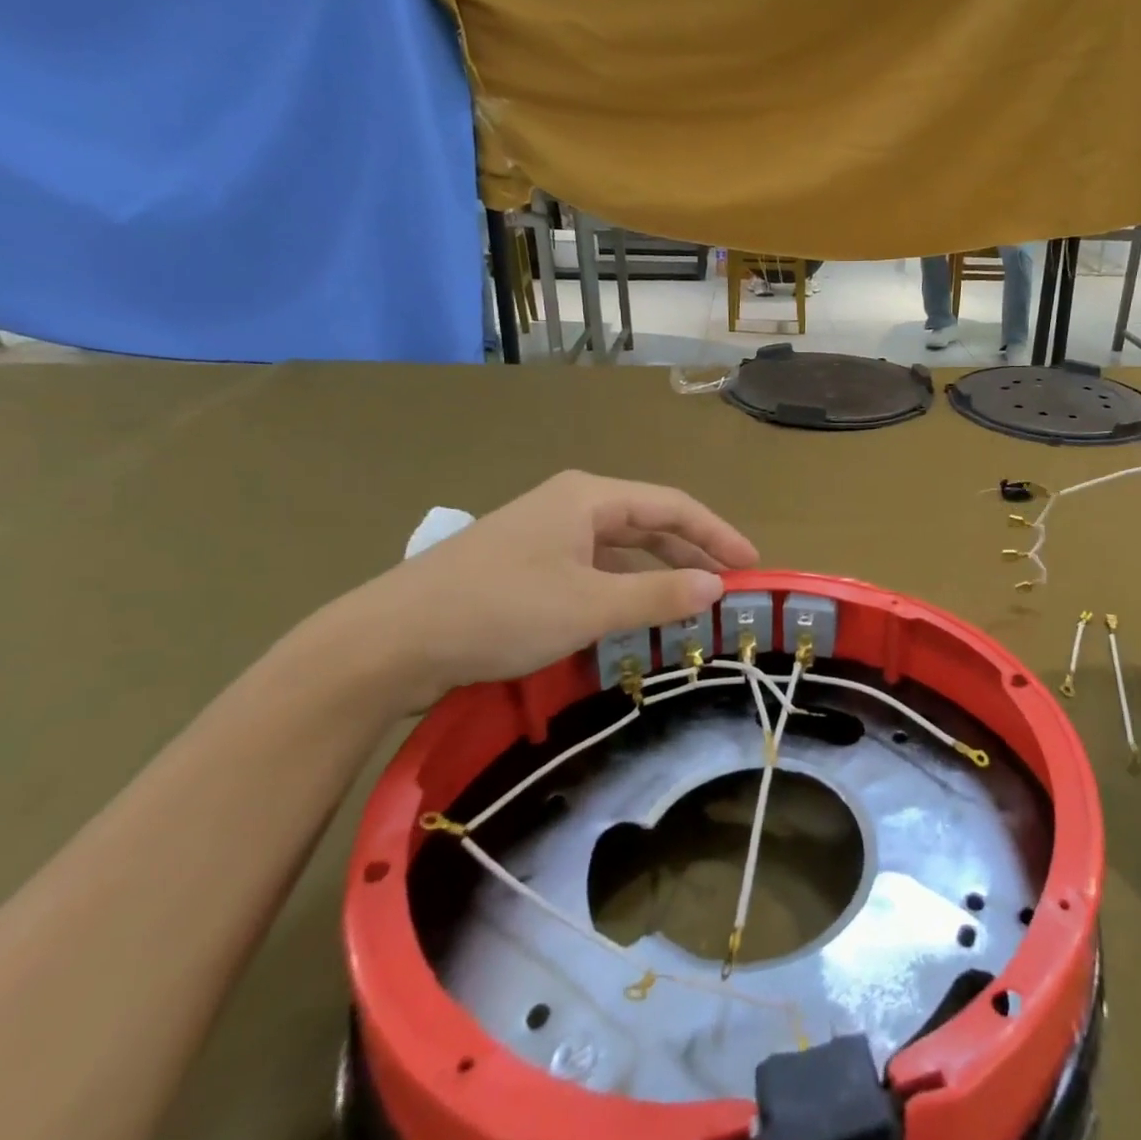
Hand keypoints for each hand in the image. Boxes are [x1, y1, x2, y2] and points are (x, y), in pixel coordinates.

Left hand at [335, 470, 757, 707]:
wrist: (388, 642)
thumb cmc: (499, 610)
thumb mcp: (590, 606)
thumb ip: (659, 596)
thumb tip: (717, 587)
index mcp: (589, 497)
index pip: (673, 505)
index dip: (718, 533)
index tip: (752, 564)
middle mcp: (570, 506)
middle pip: (649, 523)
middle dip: (692, 551)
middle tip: (729, 585)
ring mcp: (544, 536)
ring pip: (620, 549)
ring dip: (658, 572)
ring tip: (692, 602)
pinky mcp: (525, 567)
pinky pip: (593, 570)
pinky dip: (623, 588)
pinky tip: (634, 615)